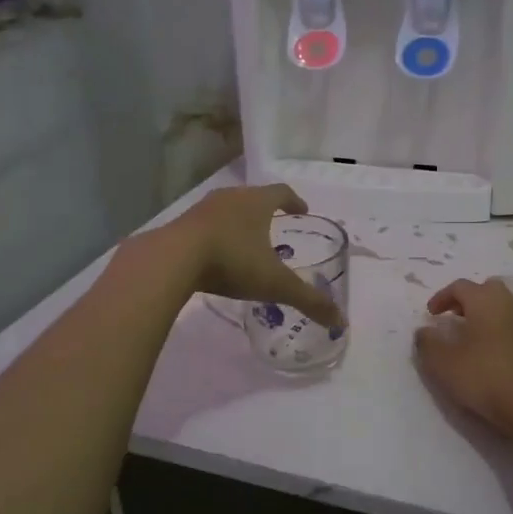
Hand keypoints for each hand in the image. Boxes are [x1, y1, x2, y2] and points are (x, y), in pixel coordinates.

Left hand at [165, 183, 345, 329]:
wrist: (172, 259)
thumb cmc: (232, 262)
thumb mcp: (275, 284)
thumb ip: (308, 300)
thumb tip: (340, 321)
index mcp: (257, 202)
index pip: (282, 192)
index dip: (294, 201)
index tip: (302, 210)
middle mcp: (231, 198)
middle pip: (254, 197)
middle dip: (267, 211)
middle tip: (276, 227)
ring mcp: (203, 209)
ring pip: (228, 210)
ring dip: (240, 222)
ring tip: (247, 242)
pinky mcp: (181, 224)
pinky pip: (206, 225)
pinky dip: (217, 235)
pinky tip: (217, 255)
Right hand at [413, 278, 512, 432]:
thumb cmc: (482, 376)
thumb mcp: (442, 362)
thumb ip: (427, 342)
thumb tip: (424, 331)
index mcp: (485, 300)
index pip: (460, 286)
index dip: (441, 297)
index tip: (431, 315)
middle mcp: (510, 303)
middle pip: (487, 289)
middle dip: (469, 299)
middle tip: (454, 317)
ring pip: (506, 306)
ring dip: (488, 313)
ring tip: (475, 334)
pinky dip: (503, 329)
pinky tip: (495, 351)